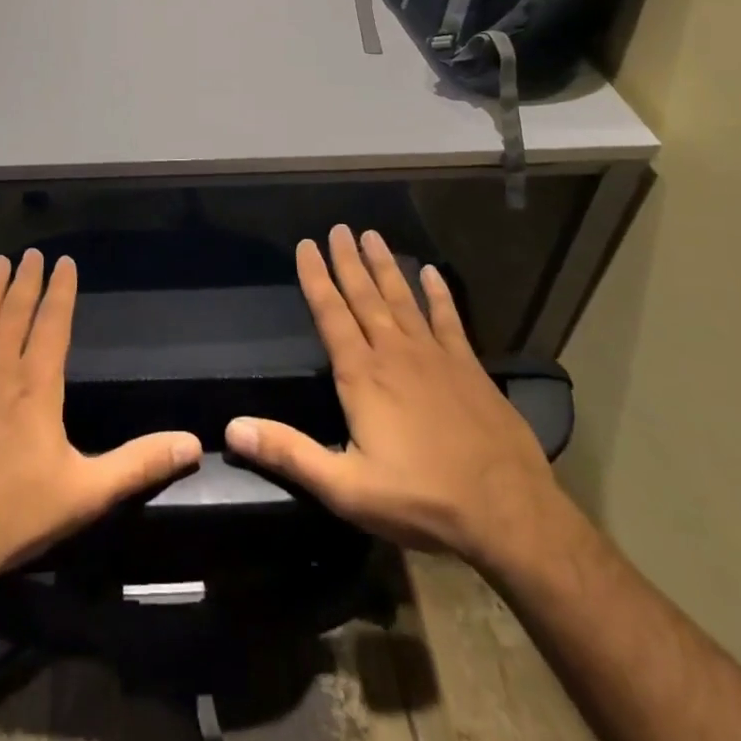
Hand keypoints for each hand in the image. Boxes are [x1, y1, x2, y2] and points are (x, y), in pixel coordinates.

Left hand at [0, 250, 202, 599]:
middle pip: (15, 312)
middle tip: (31, 252)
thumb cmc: (12, 516)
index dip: (61, 290)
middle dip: (26, 280)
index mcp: (37, 385)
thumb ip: (139, 464)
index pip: (53, 323)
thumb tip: (193, 444)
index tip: (65, 261)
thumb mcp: (86, 493)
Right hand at [225, 226, 559, 567]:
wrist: (508, 512)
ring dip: (385, 266)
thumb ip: (289, 453)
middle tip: (338, 228)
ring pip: (402, 298)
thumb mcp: (345, 488)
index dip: (315, 278)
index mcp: (362, 375)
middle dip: (348, 261)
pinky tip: (430, 272)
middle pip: (365, 297)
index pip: (330, 314)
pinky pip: (449, 319)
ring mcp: (435, 356)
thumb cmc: (421, 499)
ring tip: (372, 235)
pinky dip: (438, 294)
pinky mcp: (469, 367)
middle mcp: (394, 353)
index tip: (306, 245)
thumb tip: (232, 427)